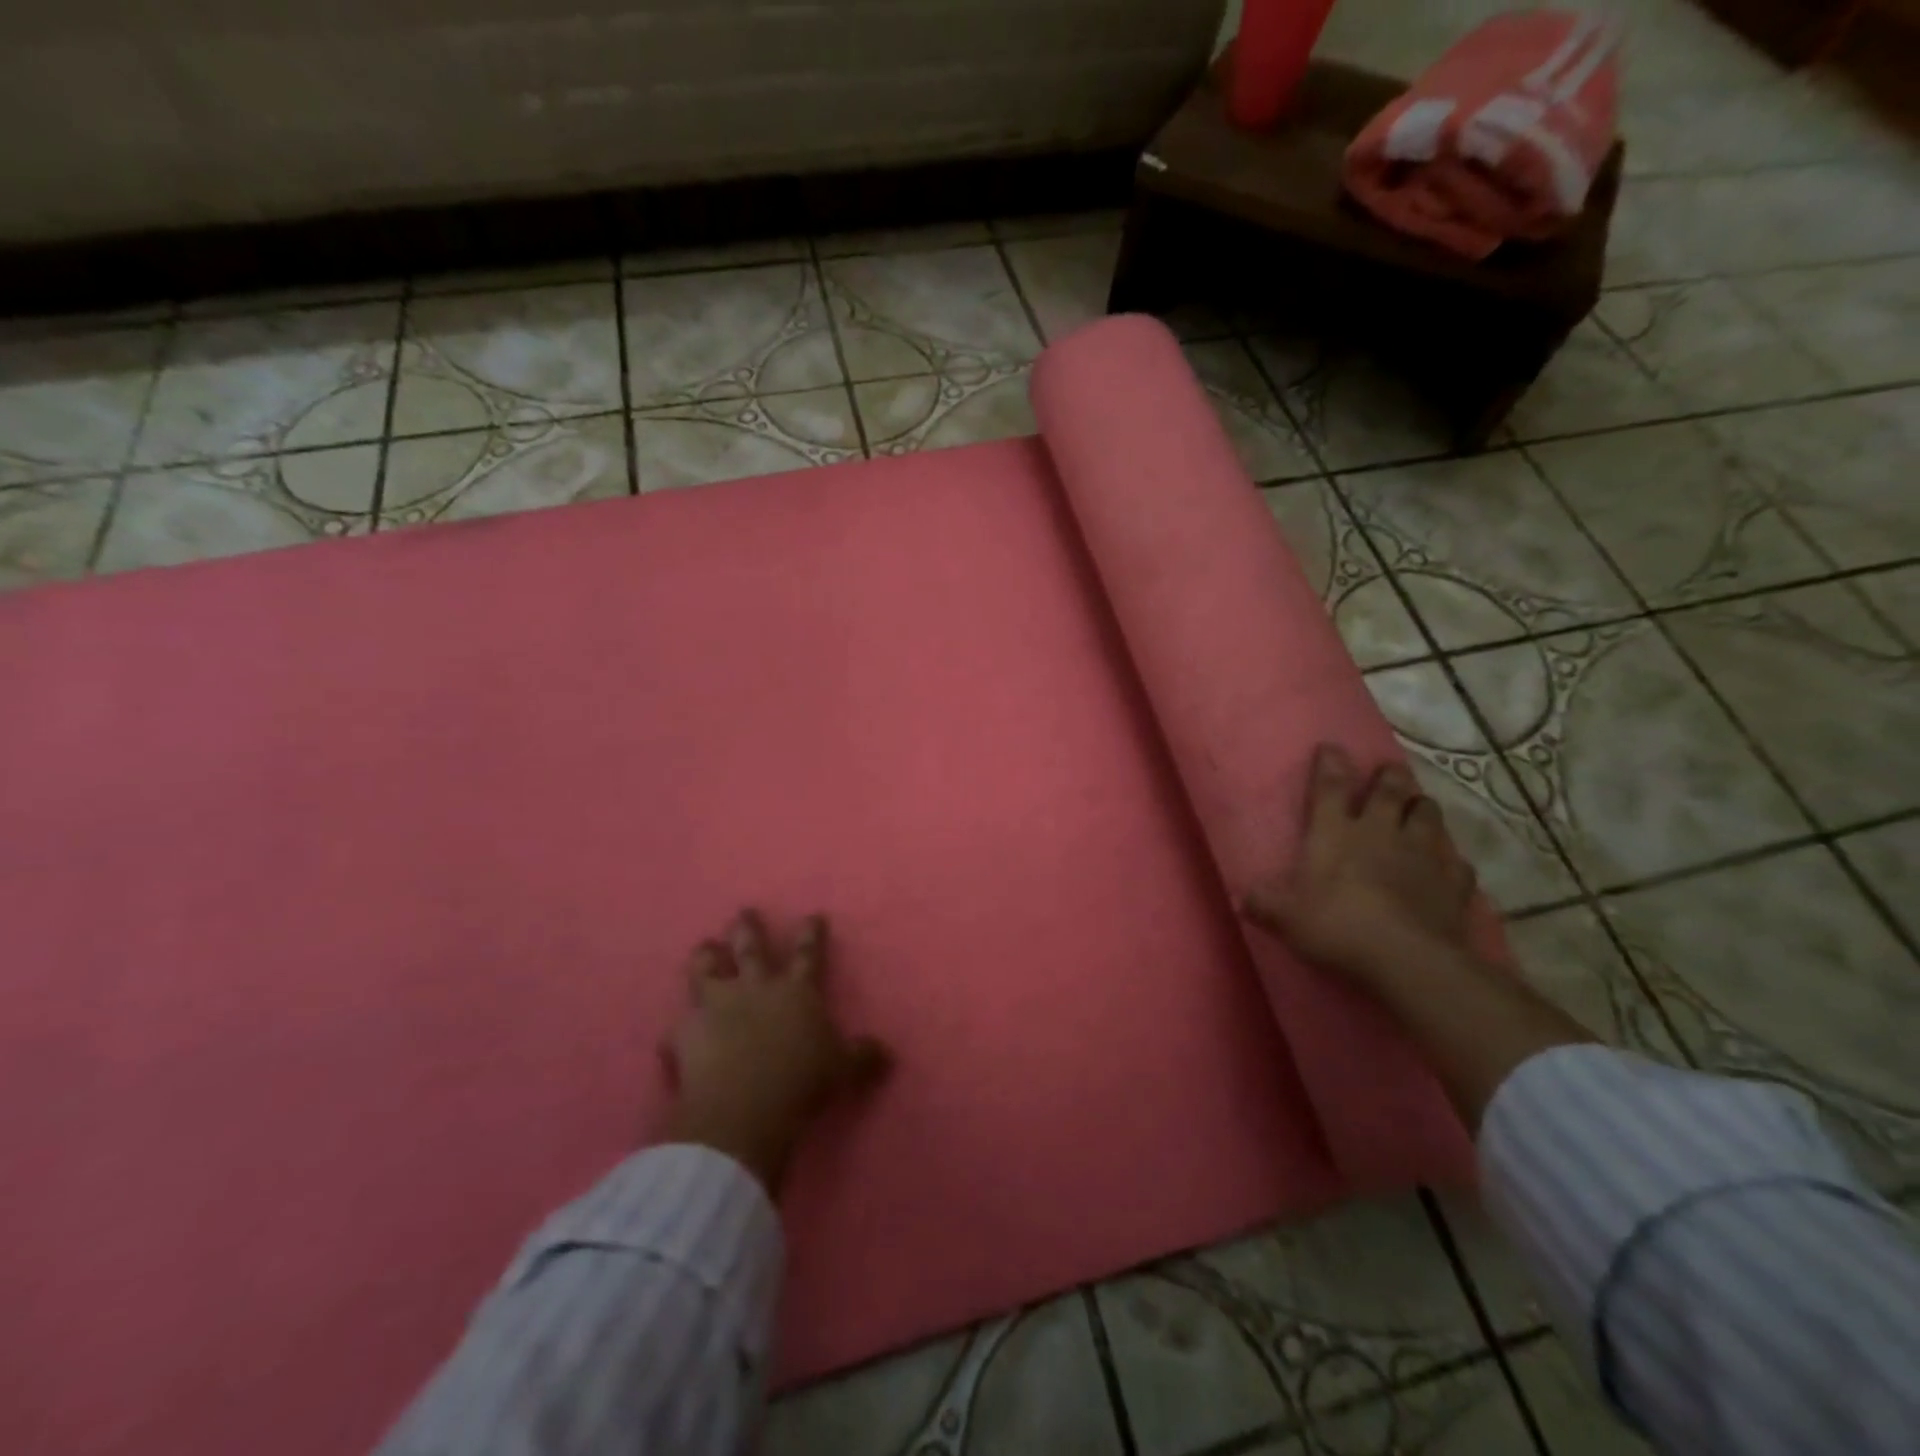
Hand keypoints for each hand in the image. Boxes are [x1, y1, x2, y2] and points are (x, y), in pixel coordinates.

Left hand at [662, 909, 889, 1194]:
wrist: (743, 1108)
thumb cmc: (801, 1082)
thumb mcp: (842, 1070)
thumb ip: (862, 1056)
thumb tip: (885, 1051)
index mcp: (796, 991)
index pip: (808, 953)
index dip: (811, 934)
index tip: (812, 915)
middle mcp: (756, 988)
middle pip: (751, 949)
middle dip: (748, 928)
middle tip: (744, 911)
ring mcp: (717, 1006)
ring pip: (707, 971)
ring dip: (706, 957)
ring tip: (704, 947)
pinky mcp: (686, 1033)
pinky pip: (676, 1027)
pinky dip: (676, 1031)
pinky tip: (671, 1034)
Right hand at [1242, 744, 1476, 982]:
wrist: (1407, 958)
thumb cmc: (1337, 926)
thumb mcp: (1286, 917)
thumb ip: (1264, 904)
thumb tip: (1241, 898)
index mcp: (1336, 833)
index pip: (1330, 788)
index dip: (1330, 765)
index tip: (1331, 746)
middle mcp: (1381, 832)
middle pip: (1390, 792)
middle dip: (1389, 777)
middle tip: (1390, 770)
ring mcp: (1423, 856)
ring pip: (1428, 817)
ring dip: (1423, 808)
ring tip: (1420, 806)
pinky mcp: (1454, 884)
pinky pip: (1459, 864)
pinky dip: (1453, 861)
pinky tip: (1451, 865)